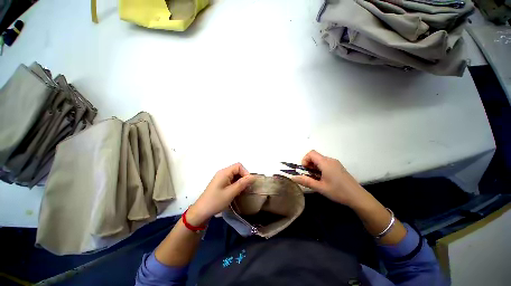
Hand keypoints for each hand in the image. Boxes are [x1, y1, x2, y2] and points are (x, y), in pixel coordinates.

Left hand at [187, 163, 255, 225]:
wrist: (201, 211)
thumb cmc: (216, 201)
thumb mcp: (231, 193)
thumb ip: (242, 184)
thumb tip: (253, 177)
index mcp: (224, 172)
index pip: (239, 166)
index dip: (245, 173)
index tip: (248, 183)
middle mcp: (223, 173)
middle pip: (237, 170)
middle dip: (244, 178)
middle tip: (246, 188)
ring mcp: (221, 178)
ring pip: (235, 175)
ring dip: (240, 182)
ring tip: (242, 191)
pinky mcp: (221, 183)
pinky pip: (231, 180)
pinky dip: (236, 184)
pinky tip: (237, 192)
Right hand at [291, 150, 366, 207]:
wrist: (358, 197)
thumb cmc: (338, 191)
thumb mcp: (320, 187)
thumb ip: (305, 181)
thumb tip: (293, 177)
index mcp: (325, 163)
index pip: (311, 153)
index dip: (305, 159)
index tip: (305, 170)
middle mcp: (330, 160)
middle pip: (315, 156)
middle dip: (309, 164)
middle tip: (309, 176)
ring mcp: (335, 163)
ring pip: (320, 160)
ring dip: (314, 167)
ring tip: (316, 178)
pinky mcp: (338, 167)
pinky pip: (326, 163)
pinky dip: (320, 168)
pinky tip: (323, 178)